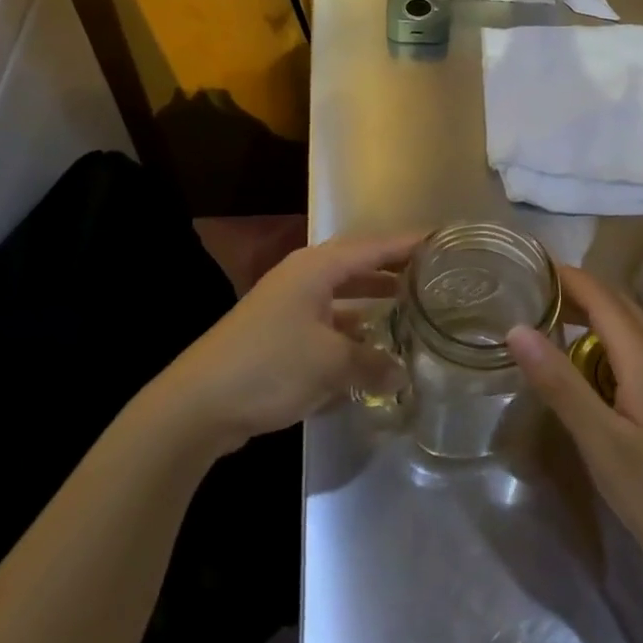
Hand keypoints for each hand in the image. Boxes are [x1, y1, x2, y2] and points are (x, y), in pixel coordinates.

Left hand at [155, 232, 420, 455]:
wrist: (199, 402)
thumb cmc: (270, 365)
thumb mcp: (330, 363)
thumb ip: (372, 363)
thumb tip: (402, 374)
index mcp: (316, 268)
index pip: (373, 246)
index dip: (408, 243)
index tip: (443, 240)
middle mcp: (303, 277)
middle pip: (358, 266)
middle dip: (393, 270)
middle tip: (433, 276)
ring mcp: (288, 305)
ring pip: (342, 295)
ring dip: (372, 301)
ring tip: (410, 308)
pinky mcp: (279, 334)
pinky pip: (328, 321)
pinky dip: (351, 329)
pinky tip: (371, 347)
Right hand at [507, 264, 642, 580]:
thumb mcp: (601, 443)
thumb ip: (559, 383)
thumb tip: (517, 328)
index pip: (599, 293)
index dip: (563, 275)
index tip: (524, 267)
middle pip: (616, 302)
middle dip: (573, 291)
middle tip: (526, 295)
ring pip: (628, 326)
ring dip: (589, 316)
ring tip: (547, 325)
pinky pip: (637, 349)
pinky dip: (605, 342)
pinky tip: (587, 368)